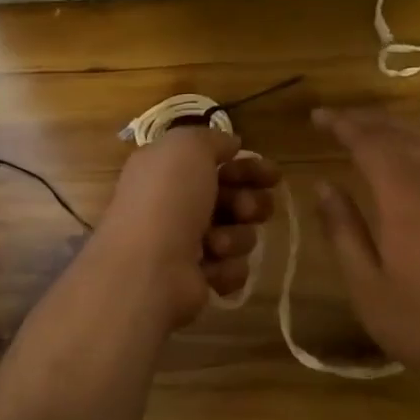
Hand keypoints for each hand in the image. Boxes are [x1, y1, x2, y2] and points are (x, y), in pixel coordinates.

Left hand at [95, 125, 280, 329]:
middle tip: (246, 209)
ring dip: (235, 237)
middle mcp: (176, 205)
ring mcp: (186, 246)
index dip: (249, 167)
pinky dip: (225, 268)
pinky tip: (209, 269)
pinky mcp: (198, 280)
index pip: (219, 164)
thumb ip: (211, 139)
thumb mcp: (187, 148)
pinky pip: (233, 268)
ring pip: (238, 234)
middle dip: (250, 203)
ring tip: (215, 244)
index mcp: (168, 172)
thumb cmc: (167, 201)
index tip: (272, 174)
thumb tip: (230, 145)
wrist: (148, 270)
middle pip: (235, 198)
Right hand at [312, 107, 419, 396]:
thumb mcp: (365, 283)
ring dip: (392, 127)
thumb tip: (323, 185)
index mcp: (405, 199)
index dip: (343, 125)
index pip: (370, 143)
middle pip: (399, 134)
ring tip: (364, 128)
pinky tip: (405, 155)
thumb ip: (342, 229)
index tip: (316, 117)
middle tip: (334, 118)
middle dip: (365, 120)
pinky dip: (415, 143)